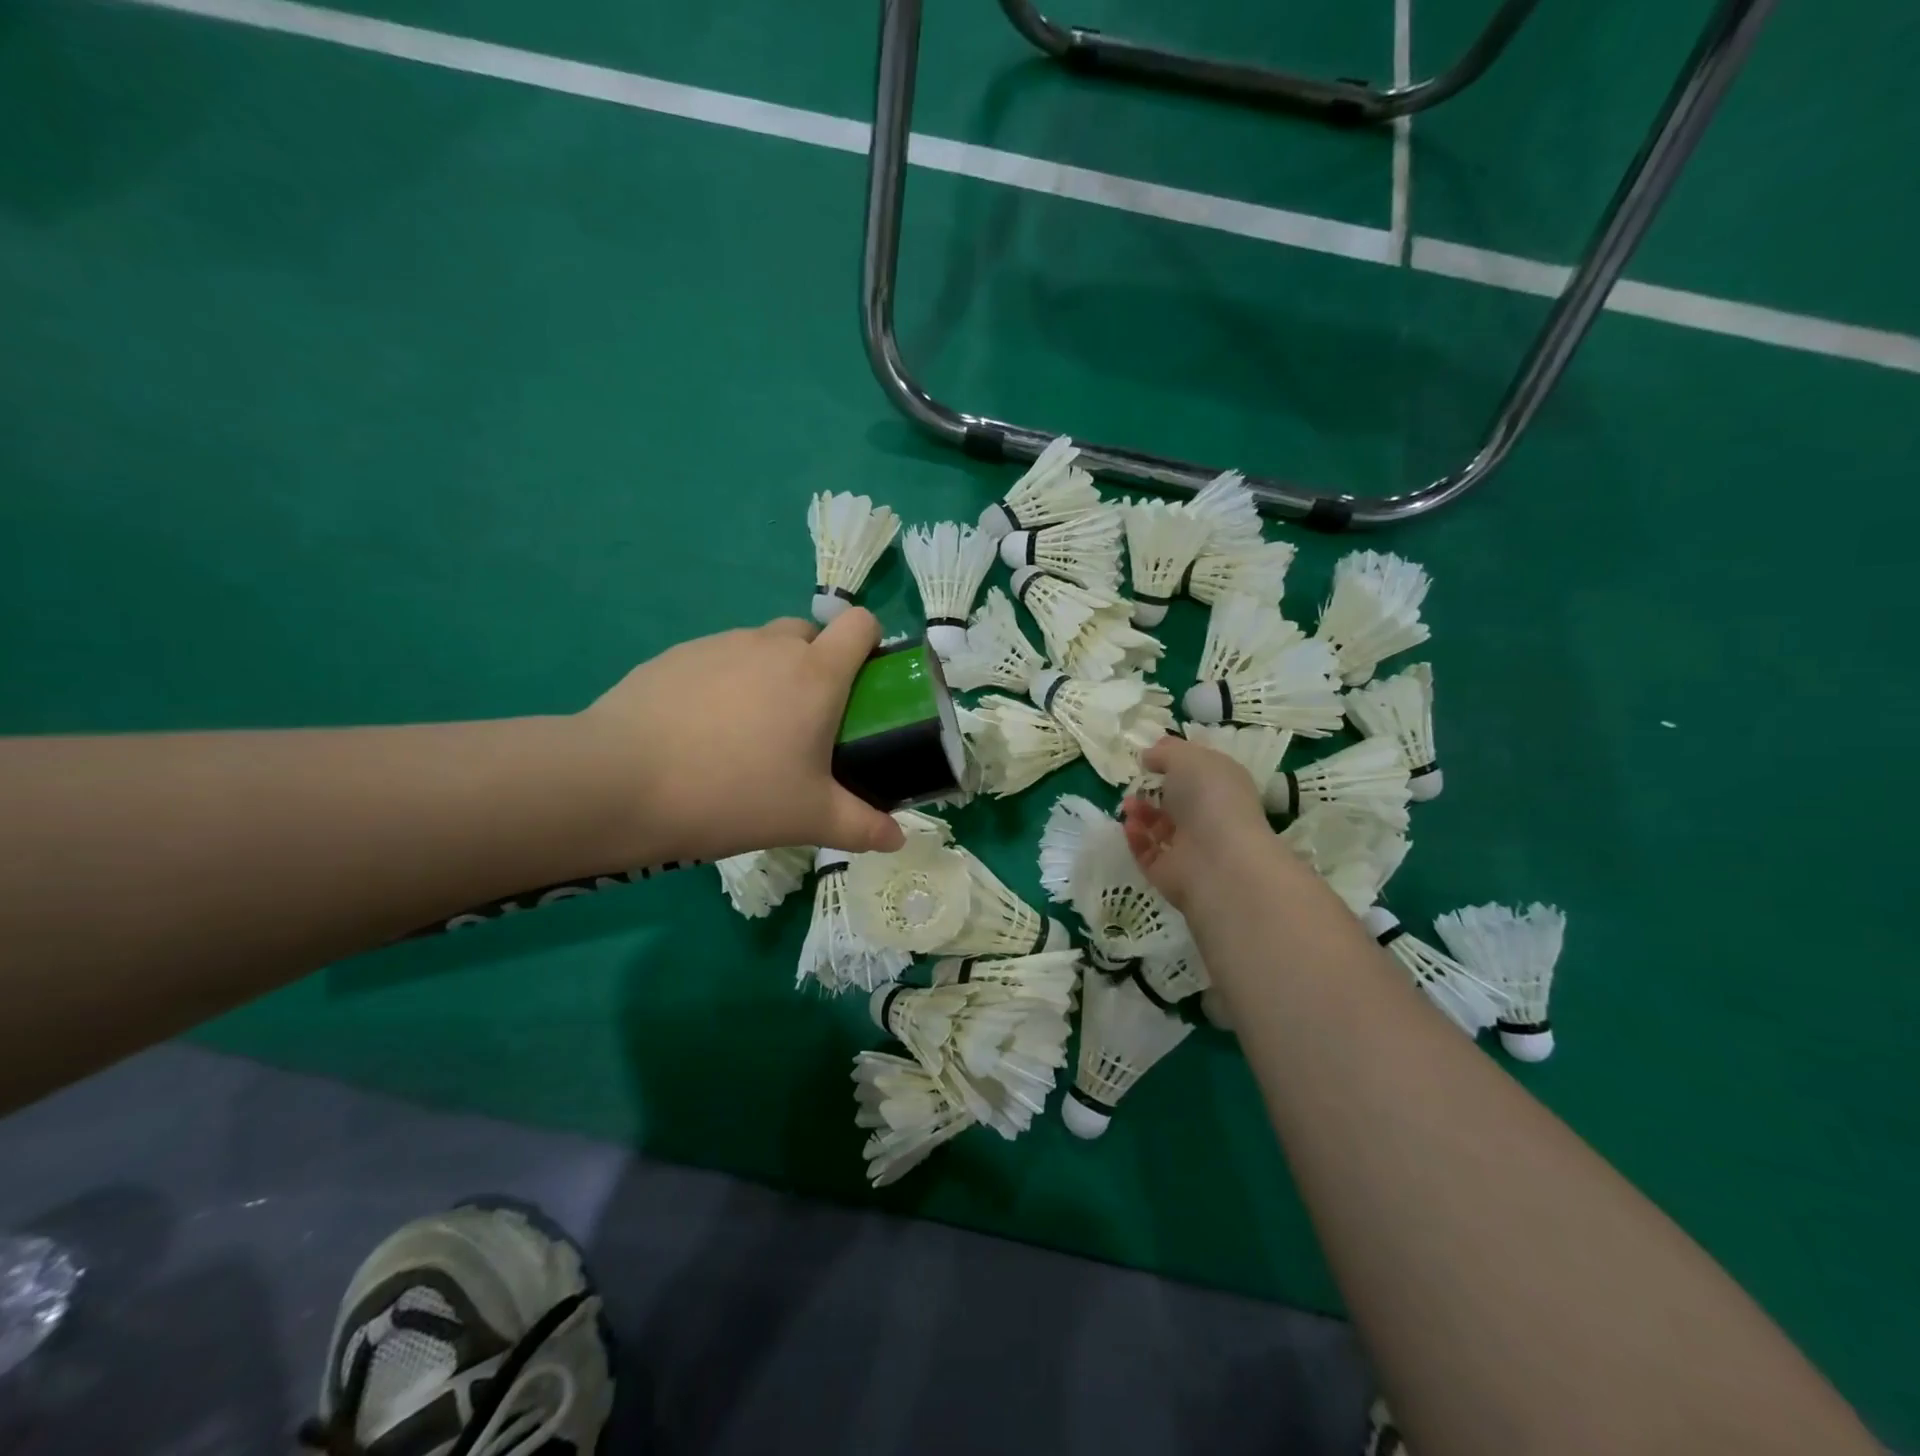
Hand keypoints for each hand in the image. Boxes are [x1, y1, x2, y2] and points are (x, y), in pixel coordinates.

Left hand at [578, 611, 907, 865]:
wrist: (622, 782)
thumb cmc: (735, 794)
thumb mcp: (808, 818)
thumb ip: (862, 827)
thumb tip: (898, 839)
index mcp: (816, 672)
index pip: (861, 623)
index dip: (870, 643)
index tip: (864, 683)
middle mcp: (772, 644)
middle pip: (810, 632)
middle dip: (818, 663)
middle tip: (807, 720)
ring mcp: (720, 644)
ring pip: (761, 645)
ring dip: (770, 673)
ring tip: (749, 732)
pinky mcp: (676, 655)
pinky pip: (718, 659)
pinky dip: (725, 682)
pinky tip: (702, 730)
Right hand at [1121, 734, 1275, 911]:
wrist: (1219, 861)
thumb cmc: (1209, 798)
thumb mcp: (1187, 757)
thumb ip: (1165, 752)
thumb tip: (1149, 756)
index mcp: (1222, 786)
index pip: (1198, 772)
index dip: (1174, 762)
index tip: (1149, 756)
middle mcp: (1209, 816)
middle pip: (1176, 800)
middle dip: (1151, 789)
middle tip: (1134, 782)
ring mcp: (1190, 847)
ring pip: (1159, 827)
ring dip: (1139, 812)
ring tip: (1128, 805)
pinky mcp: (1170, 872)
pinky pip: (1147, 852)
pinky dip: (1136, 838)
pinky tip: (1131, 826)